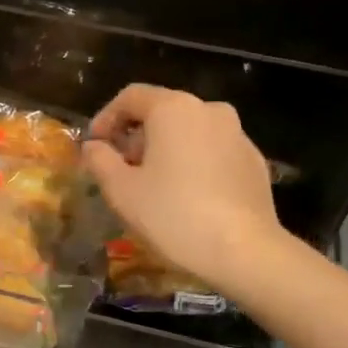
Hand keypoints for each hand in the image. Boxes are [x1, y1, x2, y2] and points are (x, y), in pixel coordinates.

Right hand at [83, 85, 283, 293]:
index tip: (94, 145)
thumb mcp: (121, 191)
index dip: (106, 117)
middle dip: (136, 136)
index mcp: (173, 109)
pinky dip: (193, 163)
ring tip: (153, 184)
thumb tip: (93, 146)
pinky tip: (187, 195)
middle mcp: (209, 110)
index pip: (131, 96)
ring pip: (190, 131)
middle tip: (120, 169)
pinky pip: (213, 151)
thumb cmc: (173, 215)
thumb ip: (100, 160)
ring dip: (165, 149)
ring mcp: (237, 134)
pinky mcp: (253, 160)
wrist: (244, 250)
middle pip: (162, 111)